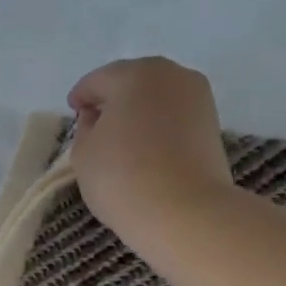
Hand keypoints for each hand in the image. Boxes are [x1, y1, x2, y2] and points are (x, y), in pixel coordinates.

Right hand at [69, 57, 233, 254]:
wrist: (182, 210)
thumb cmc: (121, 177)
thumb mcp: (83, 154)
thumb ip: (85, 128)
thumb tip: (97, 118)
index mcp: (134, 74)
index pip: (98, 80)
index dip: (81, 96)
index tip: (73, 111)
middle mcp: (171, 74)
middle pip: (133, 81)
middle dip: (113, 99)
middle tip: (96, 122)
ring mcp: (198, 97)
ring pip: (158, 97)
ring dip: (138, 111)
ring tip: (122, 138)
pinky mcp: (212, 123)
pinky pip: (174, 116)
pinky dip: (158, 125)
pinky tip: (146, 148)